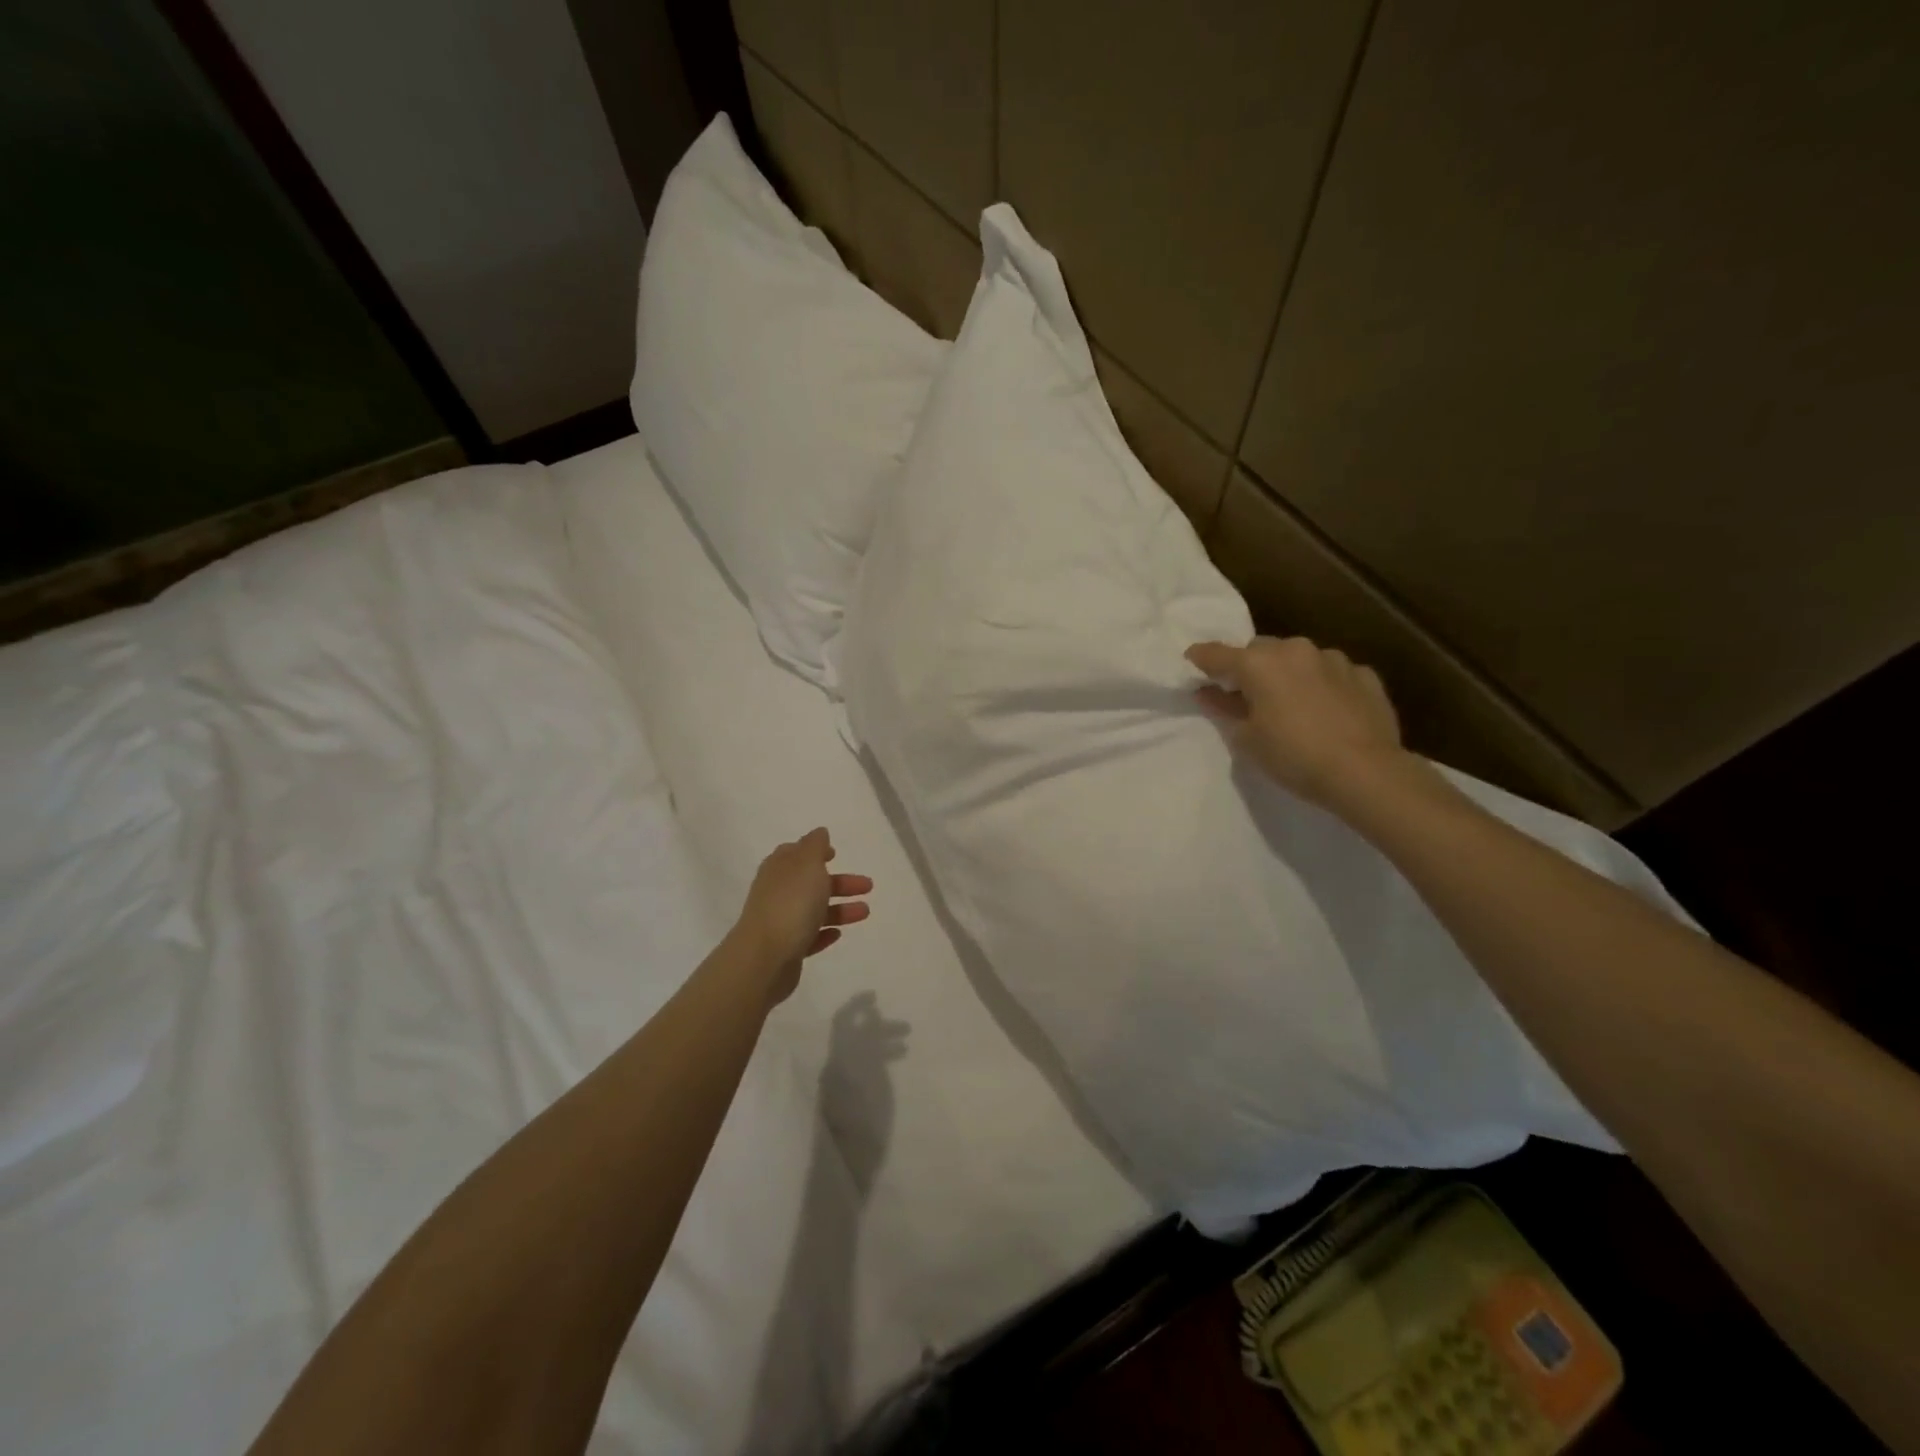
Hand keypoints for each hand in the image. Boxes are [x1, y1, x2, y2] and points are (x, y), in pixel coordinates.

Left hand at [735, 828, 871, 1004]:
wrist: (765, 957)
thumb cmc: (791, 904)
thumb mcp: (808, 864)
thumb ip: (815, 846)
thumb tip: (819, 833)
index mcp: (779, 869)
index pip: (796, 853)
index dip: (816, 851)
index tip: (836, 854)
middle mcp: (776, 892)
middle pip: (811, 883)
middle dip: (840, 883)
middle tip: (867, 886)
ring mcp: (779, 921)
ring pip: (814, 911)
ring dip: (840, 909)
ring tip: (865, 913)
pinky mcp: (785, 949)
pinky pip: (809, 937)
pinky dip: (824, 933)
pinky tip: (838, 934)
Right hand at [1187, 636, 1407, 811]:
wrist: (1366, 772)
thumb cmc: (1293, 756)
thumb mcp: (1247, 739)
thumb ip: (1224, 709)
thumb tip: (1208, 693)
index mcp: (1259, 664)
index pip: (1217, 654)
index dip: (1200, 658)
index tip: (1191, 662)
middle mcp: (1295, 650)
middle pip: (1261, 650)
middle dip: (1250, 667)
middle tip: (1246, 694)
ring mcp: (1334, 660)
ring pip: (1299, 658)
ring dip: (1289, 673)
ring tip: (1291, 703)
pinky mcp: (1364, 675)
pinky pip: (1332, 673)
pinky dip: (1322, 684)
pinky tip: (1326, 710)